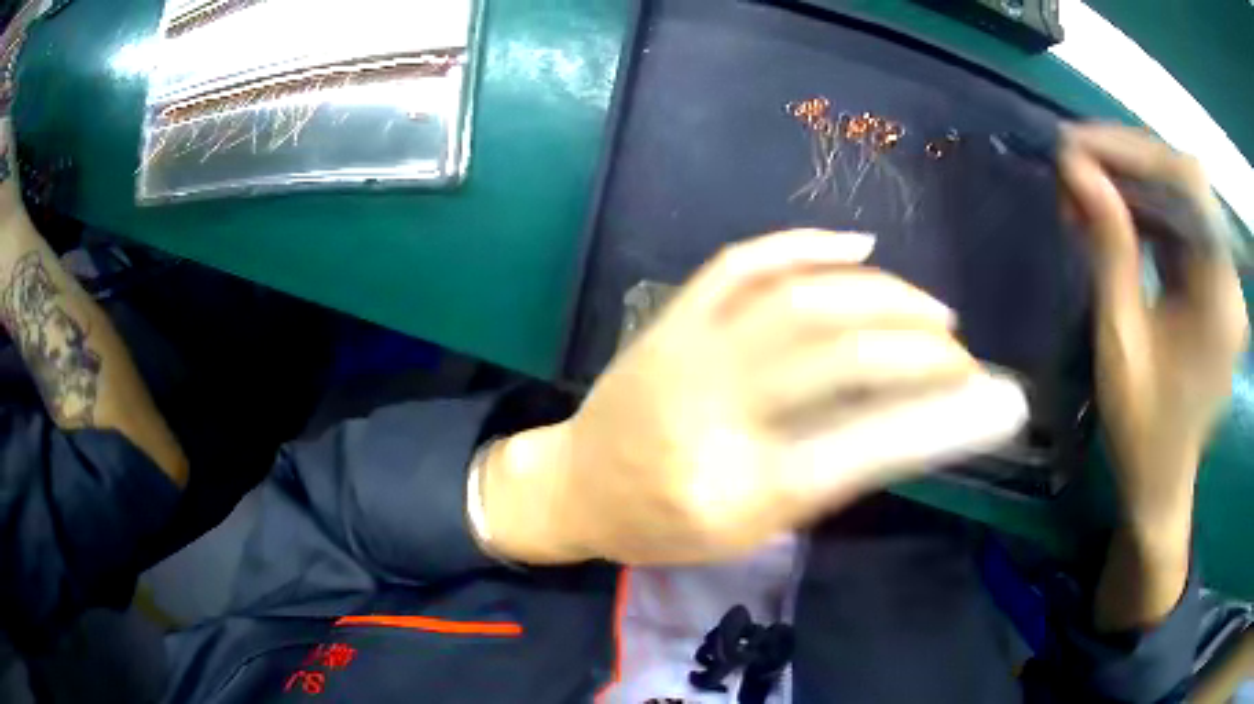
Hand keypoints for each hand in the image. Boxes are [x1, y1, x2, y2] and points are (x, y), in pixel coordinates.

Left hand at [485, 229, 1027, 565]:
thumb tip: (910, 426)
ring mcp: (688, 351)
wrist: (575, 486)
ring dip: (882, 296)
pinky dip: (806, 246)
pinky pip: (743, 262)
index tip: (998, 402)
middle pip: (838, 355)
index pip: (864, 447)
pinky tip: (859, 249)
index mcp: (736, 490)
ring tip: (931, 311)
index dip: (943, 421)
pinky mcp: (672, 316)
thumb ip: (826, 480)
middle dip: (919, 349)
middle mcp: (713, 411)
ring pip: (800, 297)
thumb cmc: (659, 527)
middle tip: (962, 355)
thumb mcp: (747, 532)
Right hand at [1060, 125, 1247, 536]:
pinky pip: (1181, 225)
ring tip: (1086, 188)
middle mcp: (1229, 277)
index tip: (1077, 145)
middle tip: (1075, 163)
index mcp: (1219, 296)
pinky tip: (1114, 215)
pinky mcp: (1213, 285)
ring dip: (1134, 183)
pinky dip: (1145, 210)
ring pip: (1181, 198)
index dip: (1134, 151)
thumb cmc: (1142, 431)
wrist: (1161, 484)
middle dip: (1129, 161)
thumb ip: (1108, 250)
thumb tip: (1074, 170)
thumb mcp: (1120, 342)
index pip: (1187, 185)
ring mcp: (1223, 279)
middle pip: (1186, 183)